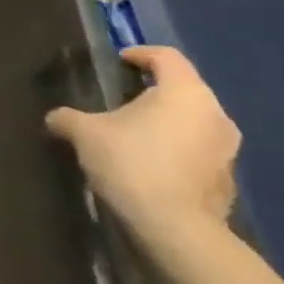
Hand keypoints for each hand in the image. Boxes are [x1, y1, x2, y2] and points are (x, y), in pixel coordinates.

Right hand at [45, 45, 240, 257]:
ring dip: (168, 124)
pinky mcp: (228, 180)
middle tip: (122, 103)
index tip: (119, 62)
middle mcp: (215, 113)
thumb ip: (68, 118)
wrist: (175, 229)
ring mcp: (228, 149)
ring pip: (194, 122)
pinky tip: (152, 168)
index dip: (140, 54)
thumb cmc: (132, 165)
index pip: (166, 56)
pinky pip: (199, 153)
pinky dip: (177, 152)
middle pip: (183, 90)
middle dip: (153, 93)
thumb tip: (55, 117)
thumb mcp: (86, 135)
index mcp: (184, 91)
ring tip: (136, 137)